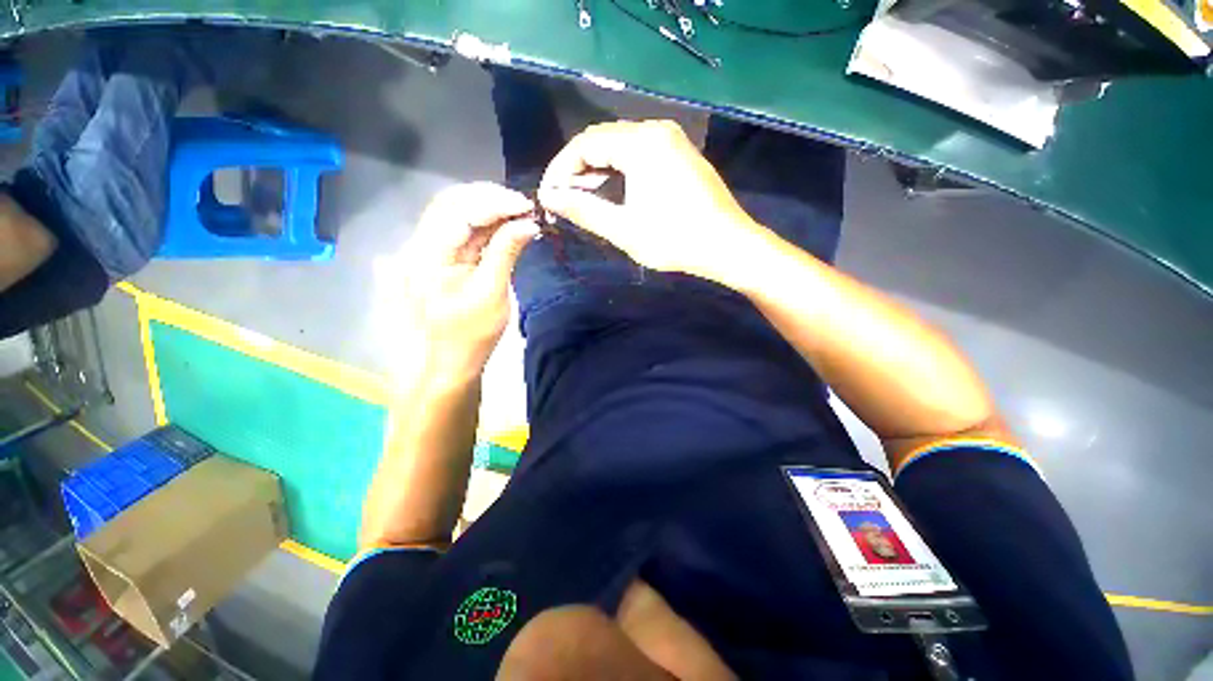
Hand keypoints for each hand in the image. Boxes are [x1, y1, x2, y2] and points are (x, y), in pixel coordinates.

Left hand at [391, 183, 538, 382]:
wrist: (450, 359)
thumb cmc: (472, 333)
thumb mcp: (493, 293)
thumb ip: (506, 253)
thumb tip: (530, 224)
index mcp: (428, 257)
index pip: (459, 212)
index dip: (494, 203)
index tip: (527, 206)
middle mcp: (420, 244)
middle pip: (451, 202)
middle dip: (490, 197)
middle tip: (524, 206)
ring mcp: (426, 248)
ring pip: (454, 210)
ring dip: (487, 206)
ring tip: (519, 212)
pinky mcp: (438, 255)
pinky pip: (459, 227)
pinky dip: (484, 221)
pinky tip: (504, 222)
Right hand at [537, 120, 771, 284]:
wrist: (728, 245)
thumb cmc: (675, 240)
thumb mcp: (624, 229)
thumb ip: (584, 210)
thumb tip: (548, 197)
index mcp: (640, 143)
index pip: (585, 144)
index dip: (560, 169)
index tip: (548, 195)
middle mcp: (655, 129)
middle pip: (602, 140)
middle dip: (577, 168)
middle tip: (564, 198)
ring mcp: (671, 139)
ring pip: (620, 145)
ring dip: (597, 169)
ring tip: (583, 197)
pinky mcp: (680, 152)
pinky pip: (639, 152)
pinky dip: (619, 169)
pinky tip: (613, 190)